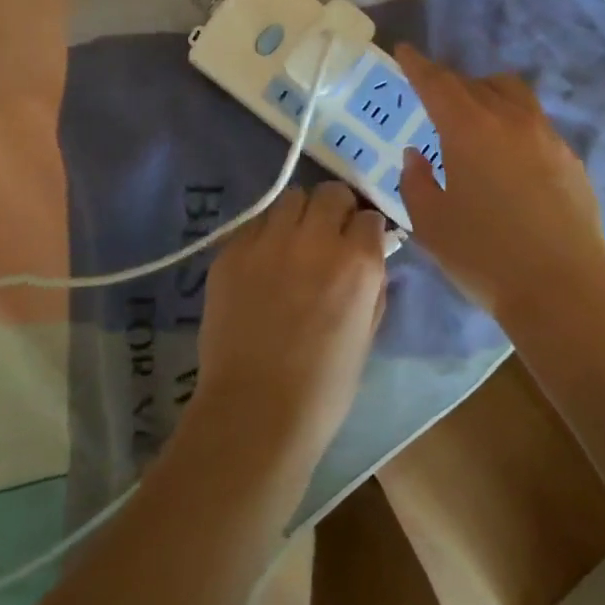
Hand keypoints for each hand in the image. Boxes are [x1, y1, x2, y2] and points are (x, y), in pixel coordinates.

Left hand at [194, 183, 388, 477]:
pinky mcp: (231, 251)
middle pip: (331, 193)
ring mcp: (268, 241)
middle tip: (327, 236)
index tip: (359, 244)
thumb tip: (370, 257)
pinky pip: (255, 223)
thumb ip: (372, 285)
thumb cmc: (325, 386)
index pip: (369, 216)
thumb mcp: (368, 333)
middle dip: (335, 209)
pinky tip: (262, 264)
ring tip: (292, 243)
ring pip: (290, 199)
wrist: (255, 411)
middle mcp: (315, 238)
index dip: (365, 231)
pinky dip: (264, 235)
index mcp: (358, 261)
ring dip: (299, 216)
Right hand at [396, 45, 604, 317]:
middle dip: (451, 84)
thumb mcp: (430, 223)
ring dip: (488, 95)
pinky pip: (536, 123)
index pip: (438, 82)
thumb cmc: (484, 256)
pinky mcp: (571, 158)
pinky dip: (514, 124)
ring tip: (475, 121)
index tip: (405, 52)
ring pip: (513, 95)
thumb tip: (417, 155)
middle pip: (476, 83)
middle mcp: (510, 119)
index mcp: (469, 128)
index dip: (418, 65)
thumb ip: (416, 181)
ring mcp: (547, 136)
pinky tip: (510, 158)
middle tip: (435, 100)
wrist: (563, 288)